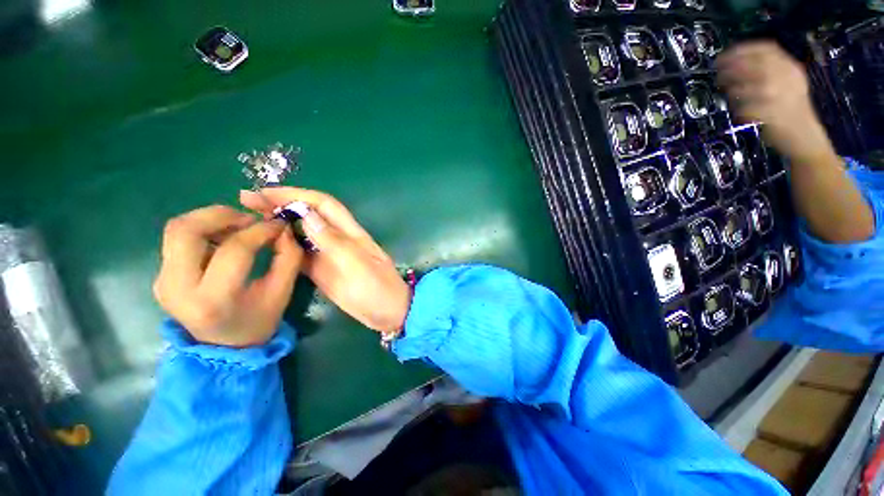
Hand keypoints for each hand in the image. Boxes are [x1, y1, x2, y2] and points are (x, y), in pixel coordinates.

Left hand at [153, 205, 302, 346]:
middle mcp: (177, 288)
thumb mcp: (282, 292)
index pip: (234, 250)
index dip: (260, 231)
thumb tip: (284, 229)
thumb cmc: (258, 321)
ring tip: (239, 225)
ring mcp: (164, 281)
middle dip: (222, 215)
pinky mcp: (162, 275)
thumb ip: (288, 258)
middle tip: (250, 218)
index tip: (278, 224)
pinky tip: (225, 237)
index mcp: (213, 299)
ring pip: (177, 229)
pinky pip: (178, 239)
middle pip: (186, 231)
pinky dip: (204, 229)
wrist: (224, 346)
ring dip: (211, 219)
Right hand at [240, 188, 410, 333]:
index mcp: (351, 233)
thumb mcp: (358, 265)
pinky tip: (265, 243)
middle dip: (282, 203)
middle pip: (309, 214)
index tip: (265, 192)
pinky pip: (301, 253)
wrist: (388, 312)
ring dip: (279, 222)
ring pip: (302, 232)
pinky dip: (284, 245)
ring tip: (249, 217)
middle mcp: (339, 239)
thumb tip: (306, 214)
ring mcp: (330, 254)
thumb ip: (333, 241)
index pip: (323, 205)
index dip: (296, 195)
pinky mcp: (324, 270)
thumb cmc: (378, 289)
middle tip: (247, 199)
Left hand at [716, 41, 834, 161]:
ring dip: (731, 88)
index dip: (742, 50)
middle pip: (751, 65)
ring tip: (727, 91)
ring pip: (744, 86)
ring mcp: (777, 96)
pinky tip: (739, 111)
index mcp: (791, 67)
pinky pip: (744, 108)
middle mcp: (785, 78)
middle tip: (717, 71)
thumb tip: (737, 61)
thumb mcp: (788, 80)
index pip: (766, 49)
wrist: (803, 135)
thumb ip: (770, 68)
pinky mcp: (769, 113)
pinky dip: (737, 108)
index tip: (724, 55)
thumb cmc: (791, 108)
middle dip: (730, 67)